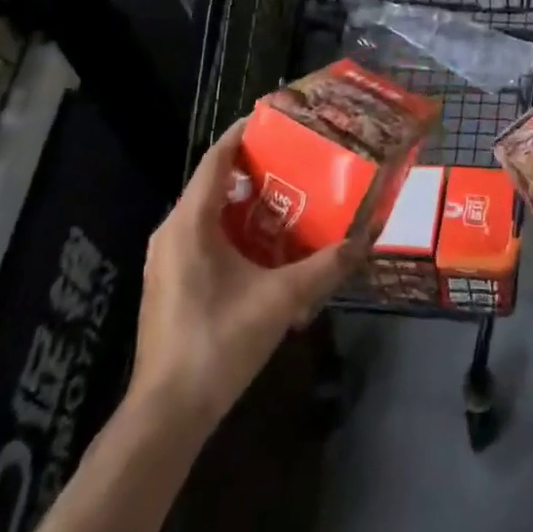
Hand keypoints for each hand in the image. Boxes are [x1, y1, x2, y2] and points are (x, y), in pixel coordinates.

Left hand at [128, 118, 360, 433]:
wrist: (168, 413)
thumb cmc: (219, 342)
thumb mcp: (280, 300)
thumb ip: (325, 267)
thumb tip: (366, 239)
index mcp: (190, 223)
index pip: (216, 159)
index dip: (244, 133)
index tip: (278, 118)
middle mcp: (172, 232)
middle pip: (214, 182)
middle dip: (254, 167)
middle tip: (298, 158)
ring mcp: (167, 259)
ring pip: (208, 212)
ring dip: (246, 201)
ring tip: (290, 195)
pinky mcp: (170, 282)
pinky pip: (203, 236)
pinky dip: (234, 228)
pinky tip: (267, 244)